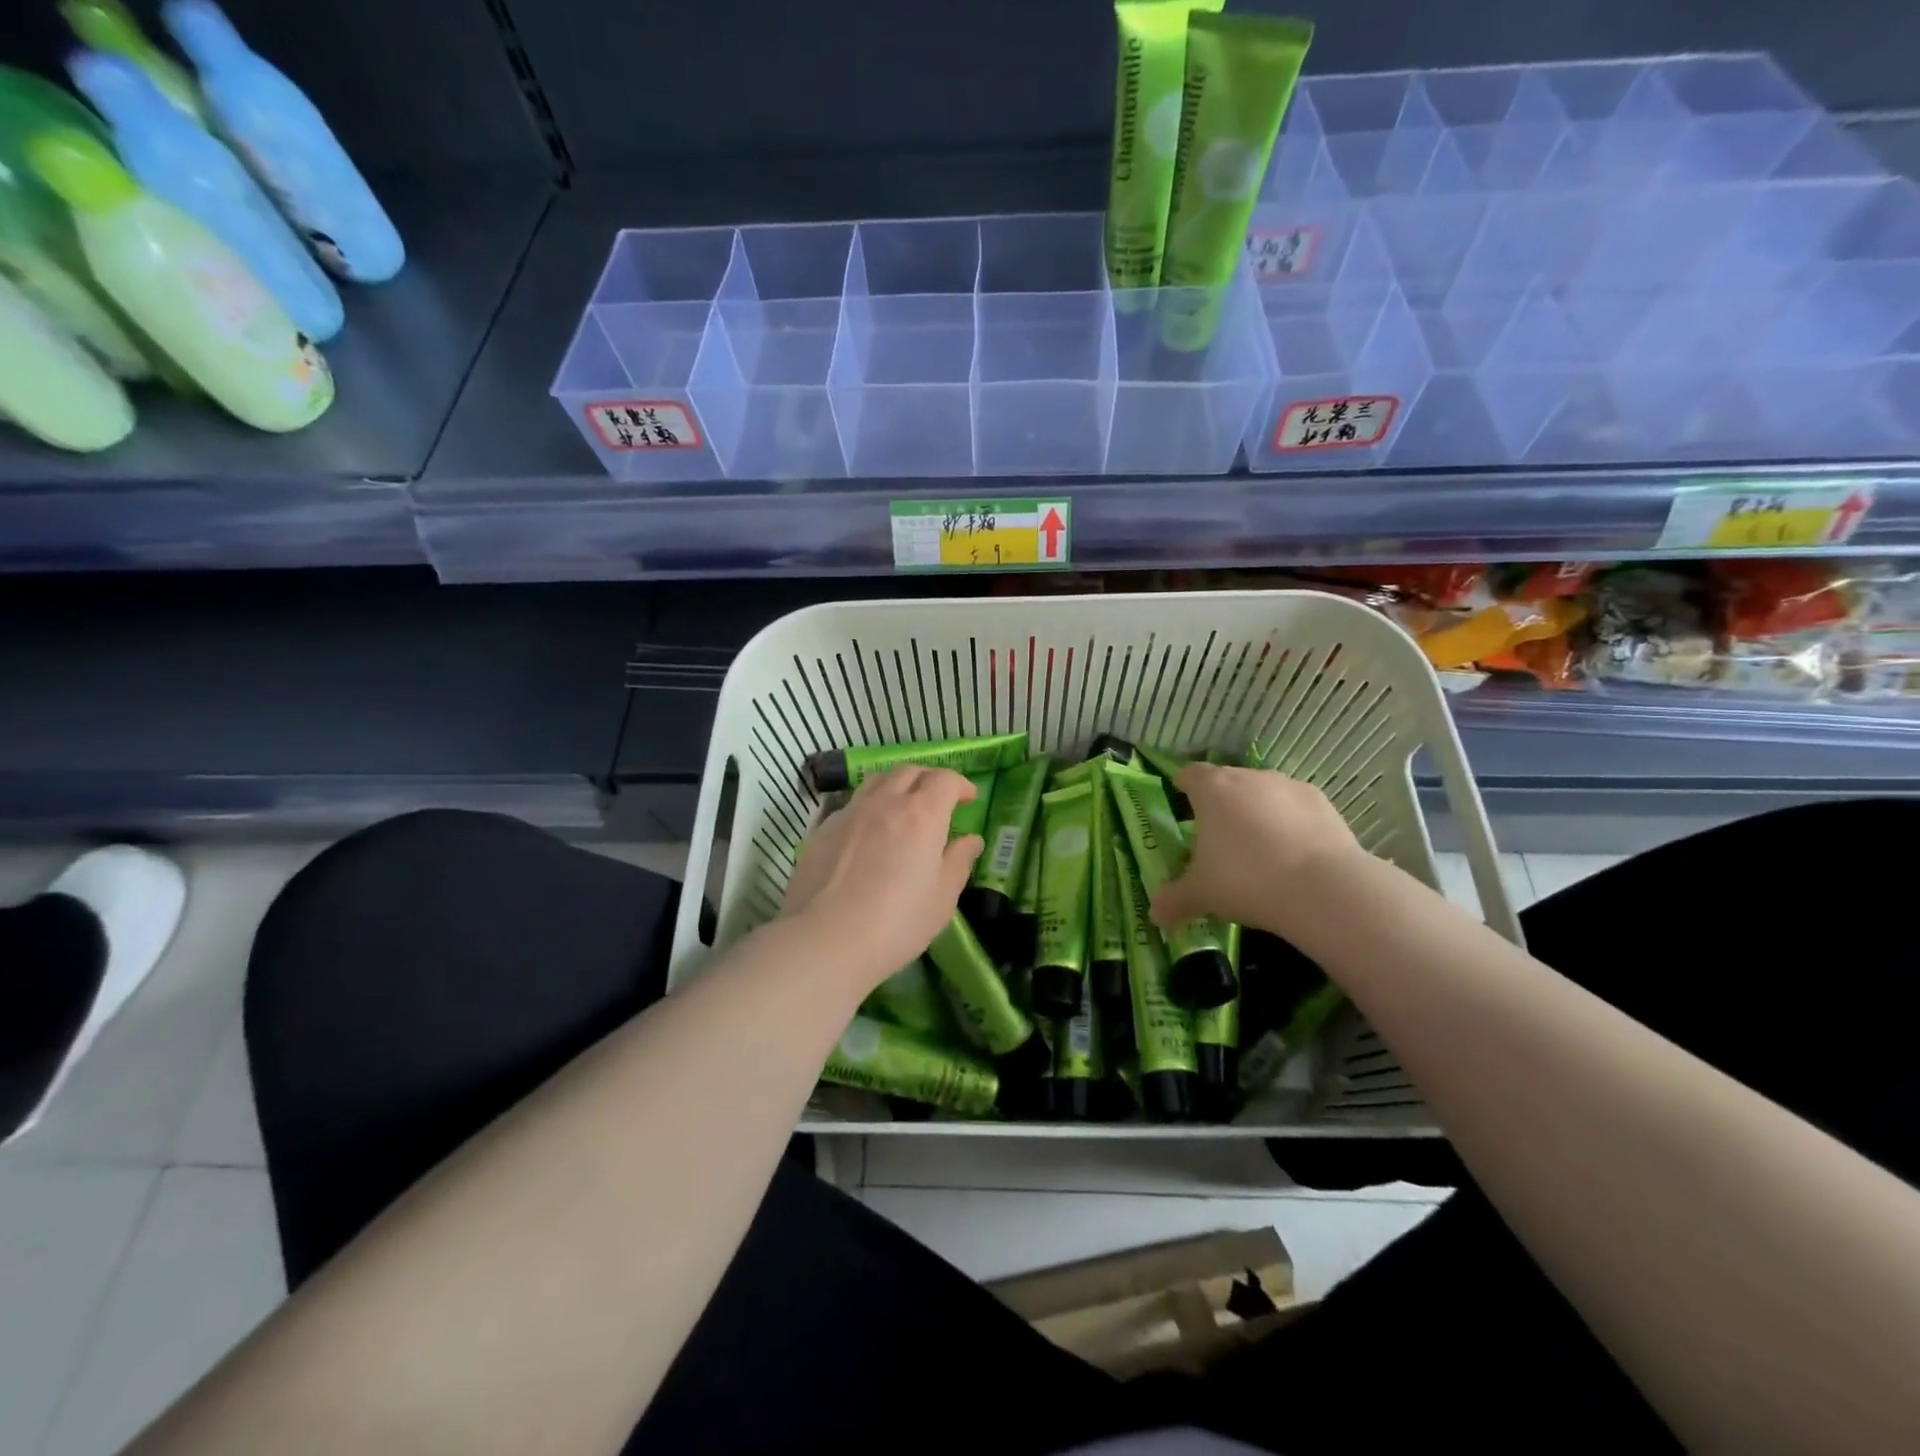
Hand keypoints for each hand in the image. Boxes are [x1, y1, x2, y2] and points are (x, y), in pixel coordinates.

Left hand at [779, 766, 982, 991]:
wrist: (824, 940)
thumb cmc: (896, 923)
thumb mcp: (942, 898)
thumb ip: (958, 862)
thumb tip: (971, 840)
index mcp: (921, 814)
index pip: (944, 780)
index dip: (960, 784)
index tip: (968, 798)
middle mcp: (885, 802)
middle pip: (909, 772)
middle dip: (929, 779)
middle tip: (938, 800)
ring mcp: (850, 812)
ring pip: (877, 781)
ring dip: (897, 786)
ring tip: (902, 808)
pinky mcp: (822, 829)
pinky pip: (852, 804)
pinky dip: (870, 807)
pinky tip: (869, 833)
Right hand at [1150, 764, 1364, 939]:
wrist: (1322, 888)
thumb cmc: (1244, 880)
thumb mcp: (1200, 894)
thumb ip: (1174, 899)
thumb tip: (1155, 915)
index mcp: (1211, 789)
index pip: (1189, 774)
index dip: (1183, 786)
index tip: (1181, 802)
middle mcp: (1248, 777)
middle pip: (1227, 781)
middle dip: (1220, 803)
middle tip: (1217, 837)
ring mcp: (1287, 786)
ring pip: (1263, 793)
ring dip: (1257, 811)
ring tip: (1258, 848)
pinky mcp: (1321, 802)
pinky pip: (1295, 807)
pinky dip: (1290, 823)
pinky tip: (1293, 853)